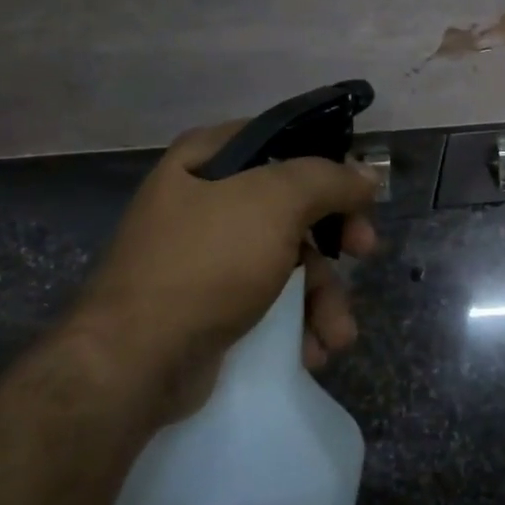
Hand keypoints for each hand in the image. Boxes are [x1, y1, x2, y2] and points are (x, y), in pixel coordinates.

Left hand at [61, 123, 379, 412]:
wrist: (137, 362)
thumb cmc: (207, 263)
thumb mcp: (274, 204)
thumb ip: (327, 180)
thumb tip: (367, 174)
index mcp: (207, 161)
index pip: (282, 141)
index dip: (327, 161)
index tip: (359, 188)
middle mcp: (206, 202)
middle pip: (294, 206)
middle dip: (336, 239)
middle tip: (365, 252)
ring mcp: (209, 258)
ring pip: (290, 262)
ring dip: (324, 298)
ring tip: (338, 334)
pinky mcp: (214, 306)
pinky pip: (271, 302)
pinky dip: (298, 324)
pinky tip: (312, 350)